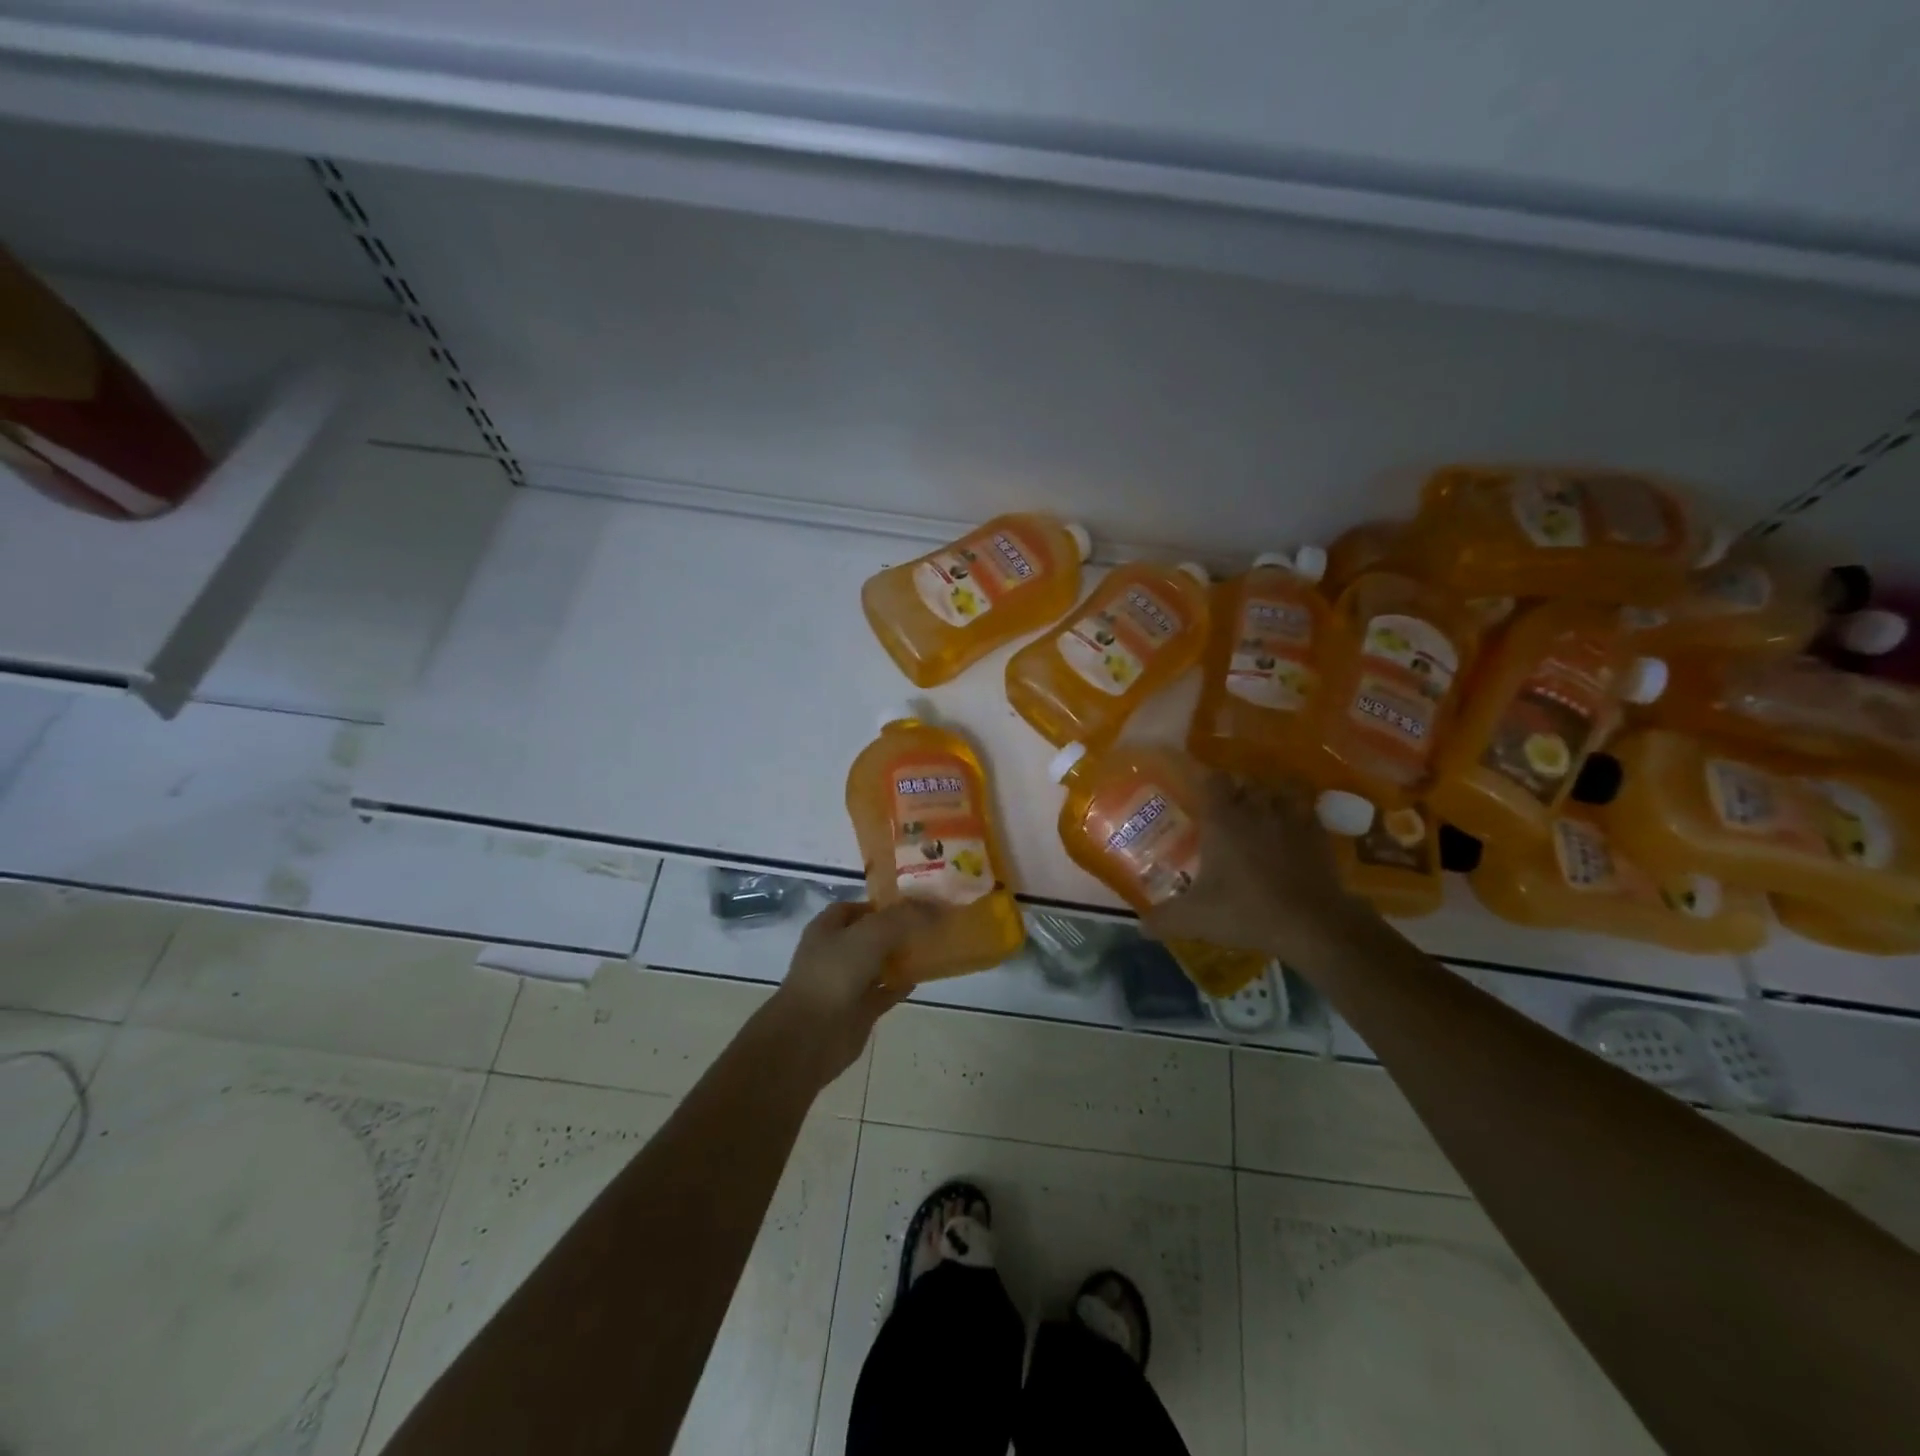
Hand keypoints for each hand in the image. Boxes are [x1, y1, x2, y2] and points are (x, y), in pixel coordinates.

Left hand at [766, 898, 935, 1084]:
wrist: (811, 1034)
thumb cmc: (835, 972)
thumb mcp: (871, 934)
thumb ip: (901, 918)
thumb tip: (930, 906)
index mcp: (827, 929)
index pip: (854, 908)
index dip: (880, 904)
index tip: (911, 903)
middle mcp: (835, 953)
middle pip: (869, 936)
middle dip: (895, 930)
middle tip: (927, 924)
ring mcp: (846, 983)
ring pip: (878, 965)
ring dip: (900, 958)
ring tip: (930, 948)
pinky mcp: (858, 1010)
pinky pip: (884, 992)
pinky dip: (900, 986)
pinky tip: (921, 978)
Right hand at [1144, 773, 1376, 965]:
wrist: (1311, 924)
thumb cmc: (1245, 911)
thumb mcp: (1195, 919)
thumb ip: (1164, 919)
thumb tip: (1140, 926)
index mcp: (1222, 819)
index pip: (1212, 779)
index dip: (1206, 782)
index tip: (1200, 794)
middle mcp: (1256, 809)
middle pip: (1247, 782)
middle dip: (1238, 792)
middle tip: (1229, 812)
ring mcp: (1291, 818)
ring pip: (1280, 791)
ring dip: (1271, 798)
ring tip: (1264, 815)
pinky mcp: (1319, 834)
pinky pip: (1308, 811)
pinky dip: (1300, 815)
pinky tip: (1295, 832)